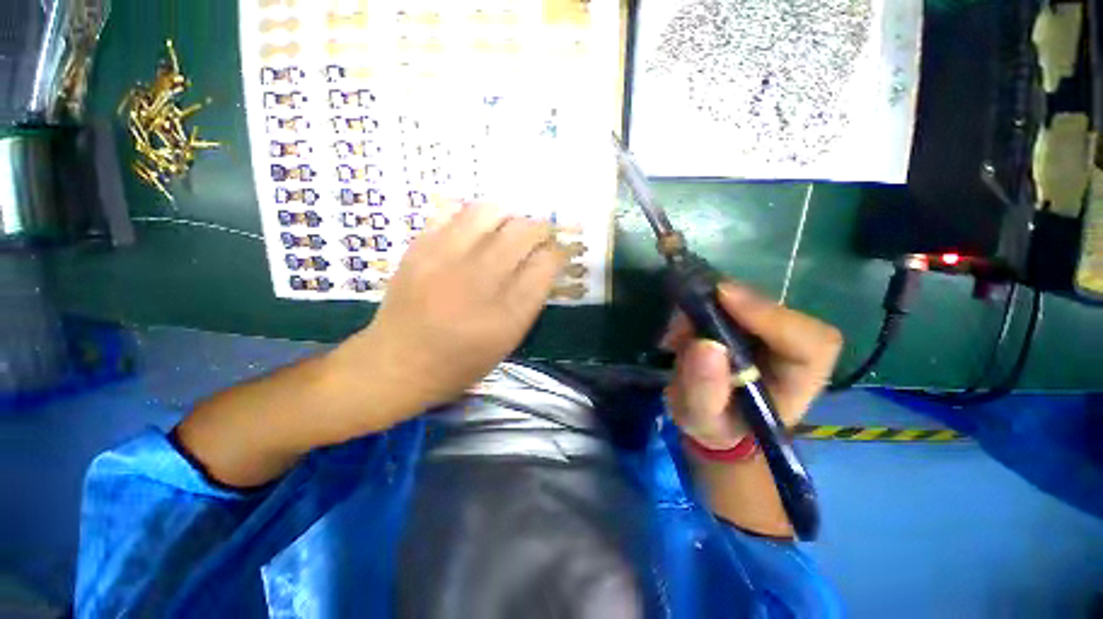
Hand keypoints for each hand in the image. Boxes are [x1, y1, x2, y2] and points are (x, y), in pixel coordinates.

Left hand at [332, 203, 568, 425]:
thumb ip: (529, 301)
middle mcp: (479, 283)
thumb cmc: (459, 363)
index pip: (545, 266)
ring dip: (508, 215)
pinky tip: (476, 228)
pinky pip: (451, 211)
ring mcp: (445, 261)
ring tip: (509, 226)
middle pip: (522, 234)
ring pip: (489, 212)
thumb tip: (542, 263)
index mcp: (506, 315)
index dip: (556, 254)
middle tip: (540, 235)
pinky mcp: (419, 249)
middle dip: (540, 229)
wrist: (395, 364)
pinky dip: (471, 214)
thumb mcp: (507, 342)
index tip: (555, 254)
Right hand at [660, 282, 842, 449]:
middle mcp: (791, 350)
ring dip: (707, 308)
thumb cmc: (713, 425)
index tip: (723, 298)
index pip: (812, 342)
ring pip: (748, 300)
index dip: (772, 316)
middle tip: (683, 324)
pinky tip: (679, 331)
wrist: (709, 415)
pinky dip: (699, 307)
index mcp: (797, 384)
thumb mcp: (701, 419)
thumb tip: (704, 344)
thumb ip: (704, 390)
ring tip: (675, 337)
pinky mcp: (746, 319)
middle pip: (775, 310)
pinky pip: (728, 300)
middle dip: (725, 308)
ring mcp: (768, 330)